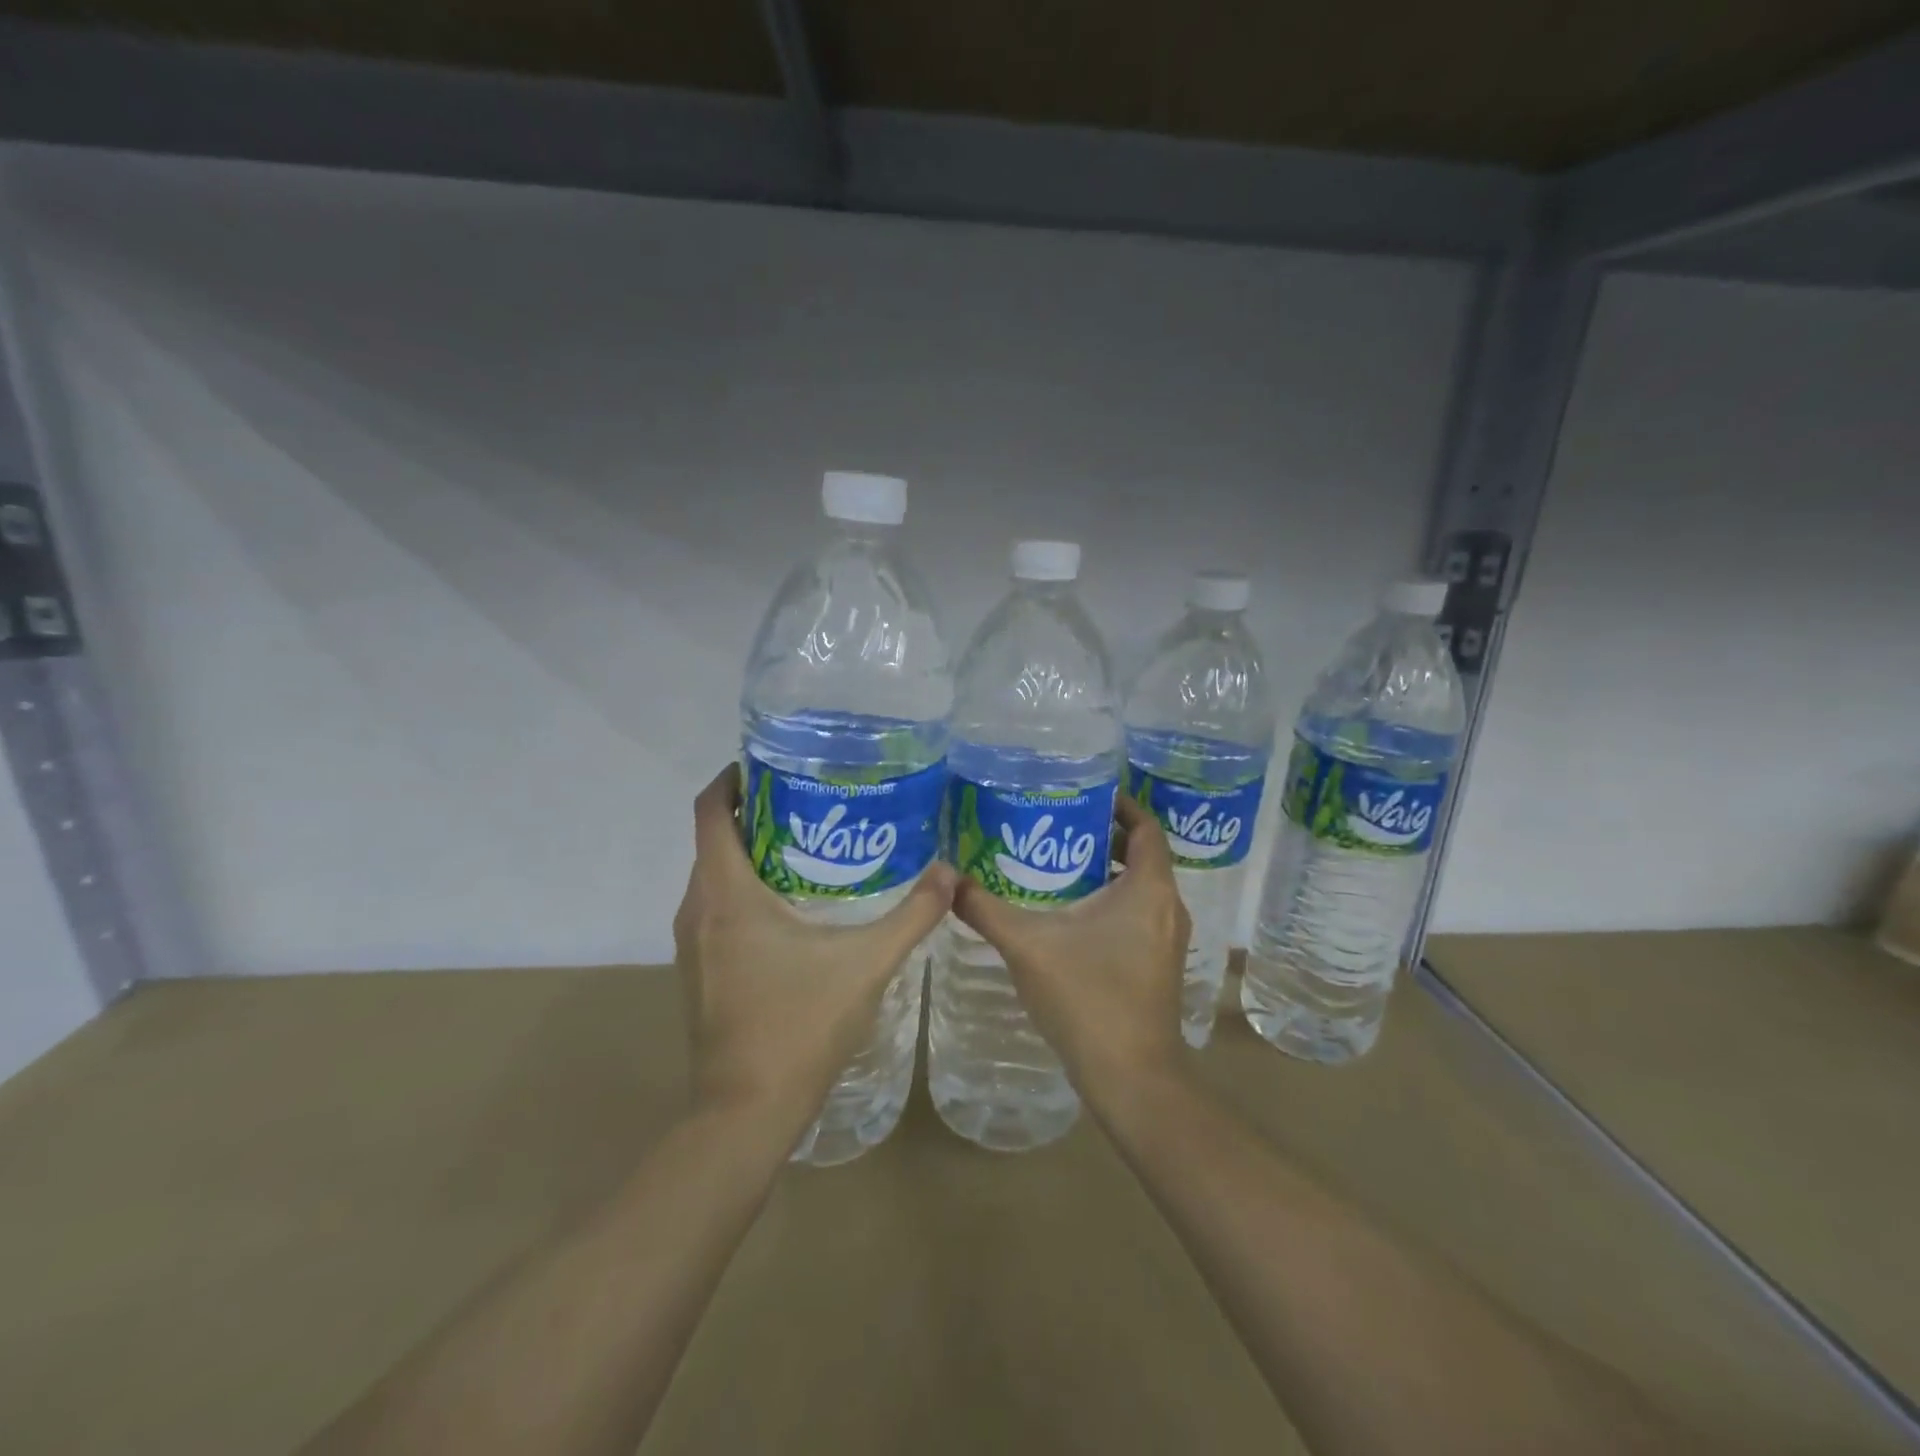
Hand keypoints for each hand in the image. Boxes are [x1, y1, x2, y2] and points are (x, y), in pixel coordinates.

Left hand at [673, 764, 955, 1134]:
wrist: (745, 1113)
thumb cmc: (799, 1026)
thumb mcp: (866, 965)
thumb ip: (912, 915)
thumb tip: (950, 873)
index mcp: (726, 894)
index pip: (710, 812)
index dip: (732, 779)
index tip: (769, 762)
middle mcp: (698, 909)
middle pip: (714, 839)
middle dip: (754, 811)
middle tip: (811, 798)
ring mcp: (693, 943)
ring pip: (714, 875)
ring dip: (749, 852)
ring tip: (809, 841)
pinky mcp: (700, 969)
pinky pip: (716, 907)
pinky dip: (744, 888)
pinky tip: (793, 904)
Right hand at [950, 794, 1189, 1103]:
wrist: (1130, 1077)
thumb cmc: (1087, 998)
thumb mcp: (1028, 946)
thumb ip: (985, 909)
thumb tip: (947, 880)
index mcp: (1149, 889)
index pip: (1145, 826)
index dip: (1119, 804)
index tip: (1083, 792)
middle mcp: (1167, 907)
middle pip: (1142, 854)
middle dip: (1103, 835)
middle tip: (1056, 823)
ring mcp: (1166, 938)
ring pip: (1139, 886)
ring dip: (1105, 869)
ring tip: (1056, 861)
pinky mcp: (1158, 963)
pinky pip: (1138, 913)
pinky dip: (1110, 900)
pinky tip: (1069, 912)